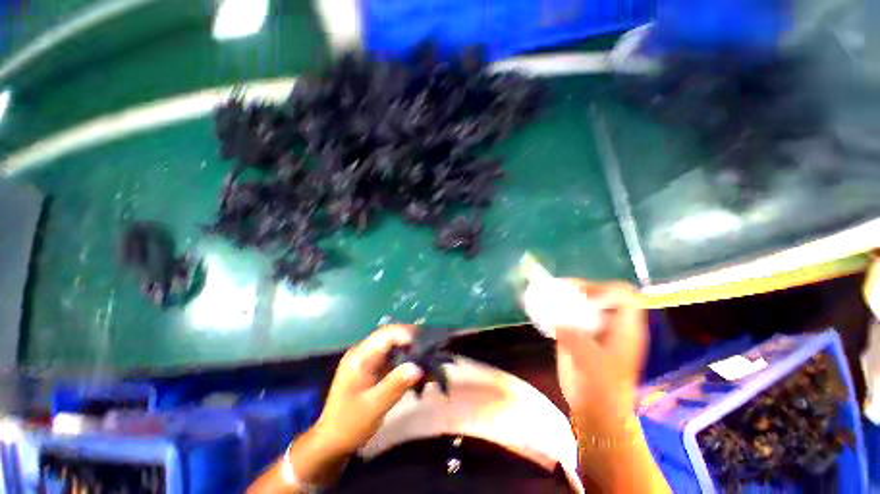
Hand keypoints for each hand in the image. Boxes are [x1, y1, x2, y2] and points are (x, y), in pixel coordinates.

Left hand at [315, 325, 423, 454]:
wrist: (332, 441)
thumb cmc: (350, 425)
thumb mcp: (373, 407)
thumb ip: (395, 385)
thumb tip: (418, 367)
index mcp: (360, 356)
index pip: (386, 334)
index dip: (407, 335)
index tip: (425, 346)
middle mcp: (364, 352)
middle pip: (392, 335)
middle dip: (412, 340)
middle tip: (432, 350)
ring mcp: (369, 359)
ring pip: (395, 344)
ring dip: (411, 350)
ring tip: (429, 358)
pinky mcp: (374, 367)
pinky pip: (394, 356)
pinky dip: (407, 360)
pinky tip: (419, 369)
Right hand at [555, 281, 646, 434]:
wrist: (595, 410)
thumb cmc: (600, 388)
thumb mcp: (589, 361)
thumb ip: (573, 337)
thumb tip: (554, 320)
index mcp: (625, 328)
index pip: (623, 295)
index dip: (604, 289)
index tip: (581, 294)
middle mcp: (612, 324)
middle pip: (601, 294)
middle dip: (581, 288)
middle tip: (559, 289)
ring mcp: (596, 329)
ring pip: (585, 302)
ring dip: (567, 296)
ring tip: (549, 295)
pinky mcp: (581, 335)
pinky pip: (571, 314)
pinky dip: (559, 308)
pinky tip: (545, 312)